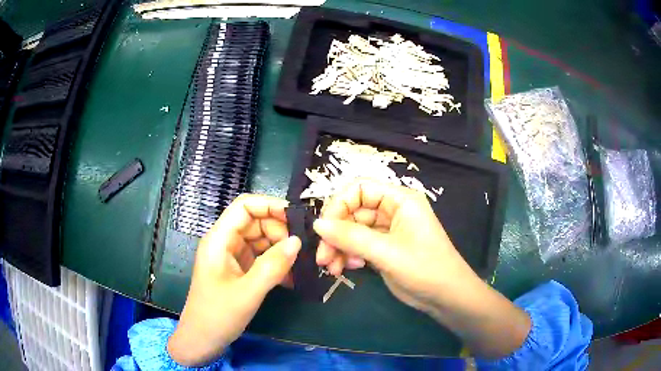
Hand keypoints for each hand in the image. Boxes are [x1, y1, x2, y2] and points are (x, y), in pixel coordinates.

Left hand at [168, 194, 300, 365]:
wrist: (202, 340)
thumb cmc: (217, 315)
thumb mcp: (247, 293)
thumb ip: (272, 266)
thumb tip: (298, 241)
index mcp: (219, 239)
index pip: (245, 206)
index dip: (270, 205)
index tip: (297, 218)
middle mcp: (225, 242)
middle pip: (256, 222)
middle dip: (280, 231)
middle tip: (304, 249)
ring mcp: (232, 257)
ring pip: (261, 240)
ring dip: (281, 249)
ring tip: (302, 264)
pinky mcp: (239, 270)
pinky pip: (261, 258)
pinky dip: (276, 264)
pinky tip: (292, 278)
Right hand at [313, 180, 476, 313]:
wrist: (446, 297)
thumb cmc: (425, 269)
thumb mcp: (387, 252)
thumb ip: (352, 237)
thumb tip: (317, 224)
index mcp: (399, 200)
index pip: (360, 189)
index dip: (339, 204)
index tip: (324, 229)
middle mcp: (392, 210)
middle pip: (353, 211)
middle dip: (336, 233)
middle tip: (323, 258)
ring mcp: (387, 231)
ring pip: (353, 230)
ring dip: (339, 247)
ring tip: (333, 269)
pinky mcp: (384, 248)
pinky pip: (358, 245)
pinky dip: (349, 255)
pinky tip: (349, 269)